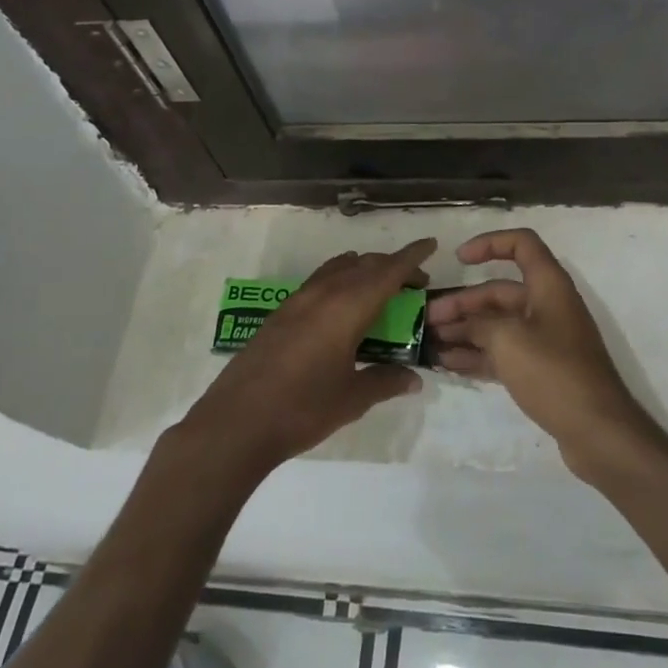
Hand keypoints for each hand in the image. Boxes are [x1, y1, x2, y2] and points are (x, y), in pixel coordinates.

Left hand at [176, 240, 433, 480]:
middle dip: (392, 266)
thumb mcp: (352, 398)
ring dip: (364, 270)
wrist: (236, 423)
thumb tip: (413, 378)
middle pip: (365, 264)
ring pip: (339, 268)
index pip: (388, 270)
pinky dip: (340, 280)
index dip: (412, 257)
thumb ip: (385, 380)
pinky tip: (342, 308)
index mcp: (348, 307)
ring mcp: (298, 300)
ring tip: (380, 291)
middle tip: (414, 284)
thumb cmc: (302, 409)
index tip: (431, 244)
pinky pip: (320, 281)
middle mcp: (324, 293)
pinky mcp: (280, 313)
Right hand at [426, 229, 653, 479]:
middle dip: (463, 302)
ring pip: (499, 324)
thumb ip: (481, 324)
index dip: (489, 243)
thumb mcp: (508, 340)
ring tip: (431, 343)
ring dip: (466, 330)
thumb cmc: (554, 373)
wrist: (598, 431)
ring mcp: (546, 339)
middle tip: (427, 319)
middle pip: (500, 291)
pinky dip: (478, 355)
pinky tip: (449, 364)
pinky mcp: (542, 370)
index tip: (459, 258)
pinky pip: (504, 352)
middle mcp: (548, 306)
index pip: (521, 244)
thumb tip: (466, 325)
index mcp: (548, 285)